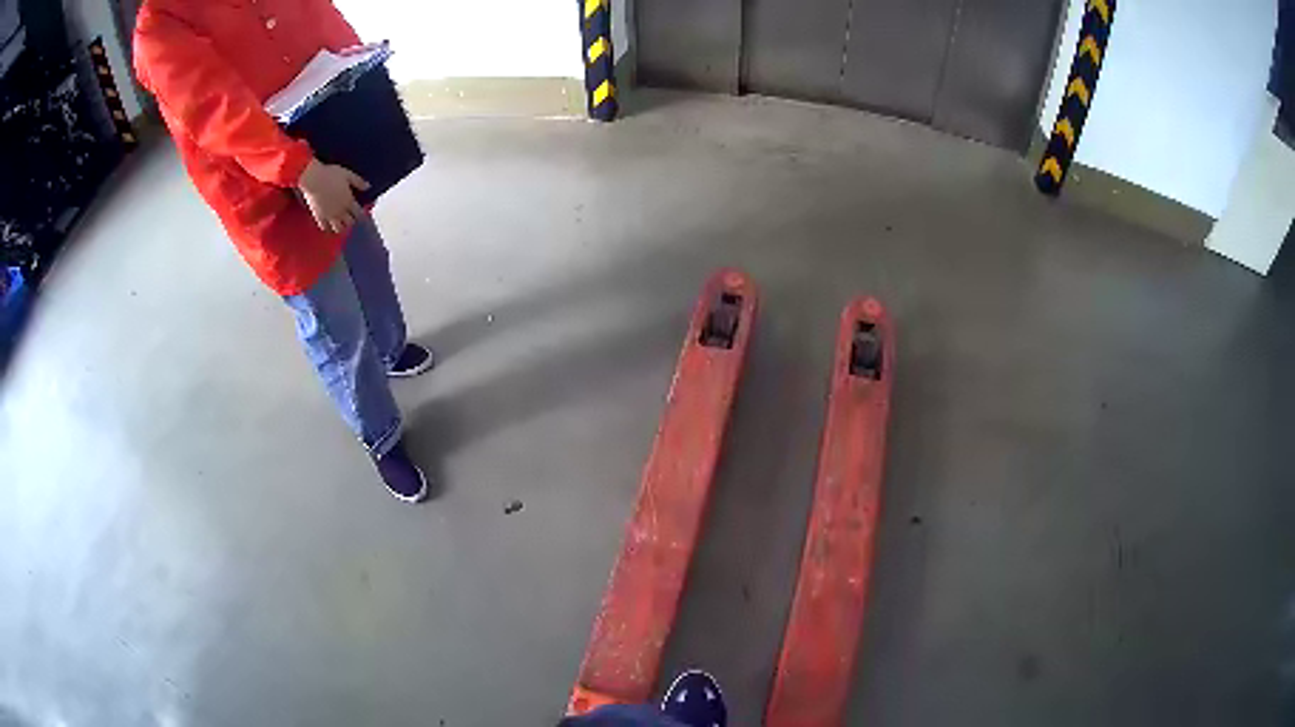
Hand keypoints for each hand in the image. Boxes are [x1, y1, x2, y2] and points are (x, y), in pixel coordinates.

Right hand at [297, 159, 369, 233]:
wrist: (313, 178)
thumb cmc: (331, 174)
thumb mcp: (348, 175)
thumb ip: (358, 182)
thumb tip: (368, 187)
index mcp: (349, 201)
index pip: (358, 214)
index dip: (360, 214)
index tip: (359, 212)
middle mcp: (340, 211)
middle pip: (349, 223)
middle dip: (351, 221)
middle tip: (350, 217)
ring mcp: (329, 216)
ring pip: (338, 229)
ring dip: (341, 227)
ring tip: (340, 223)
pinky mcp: (319, 217)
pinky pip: (324, 228)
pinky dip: (328, 228)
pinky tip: (328, 224)